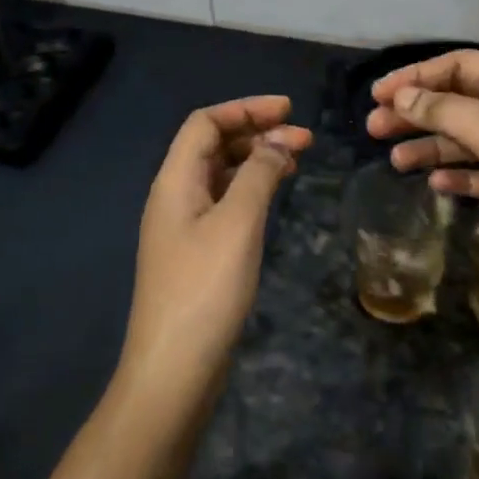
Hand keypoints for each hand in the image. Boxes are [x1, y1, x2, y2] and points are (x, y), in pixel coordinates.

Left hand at [122, 96, 312, 406]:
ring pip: (220, 174)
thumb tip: (278, 142)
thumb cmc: (205, 289)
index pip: (205, 122)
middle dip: (257, 133)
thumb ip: (258, 175)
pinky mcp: (196, 252)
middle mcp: (174, 195)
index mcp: (174, 180)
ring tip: (297, 160)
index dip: (246, 109)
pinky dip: (251, 189)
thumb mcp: (238, 223)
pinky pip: (225, 202)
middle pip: (212, 145)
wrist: (174, 369)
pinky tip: (275, 195)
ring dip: (256, 160)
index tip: (289, 111)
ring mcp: (184, 226)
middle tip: (304, 138)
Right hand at [366, 51, 478, 303]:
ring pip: (470, 139)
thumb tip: (401, 97)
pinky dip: (461, 175)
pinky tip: (436, 186)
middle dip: (417, 113)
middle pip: (461, 102)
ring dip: (432, 146)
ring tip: (395, 162)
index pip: (461, 66)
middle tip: (374, 128)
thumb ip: (445, 111)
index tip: (378, 94)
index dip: (417, 77)